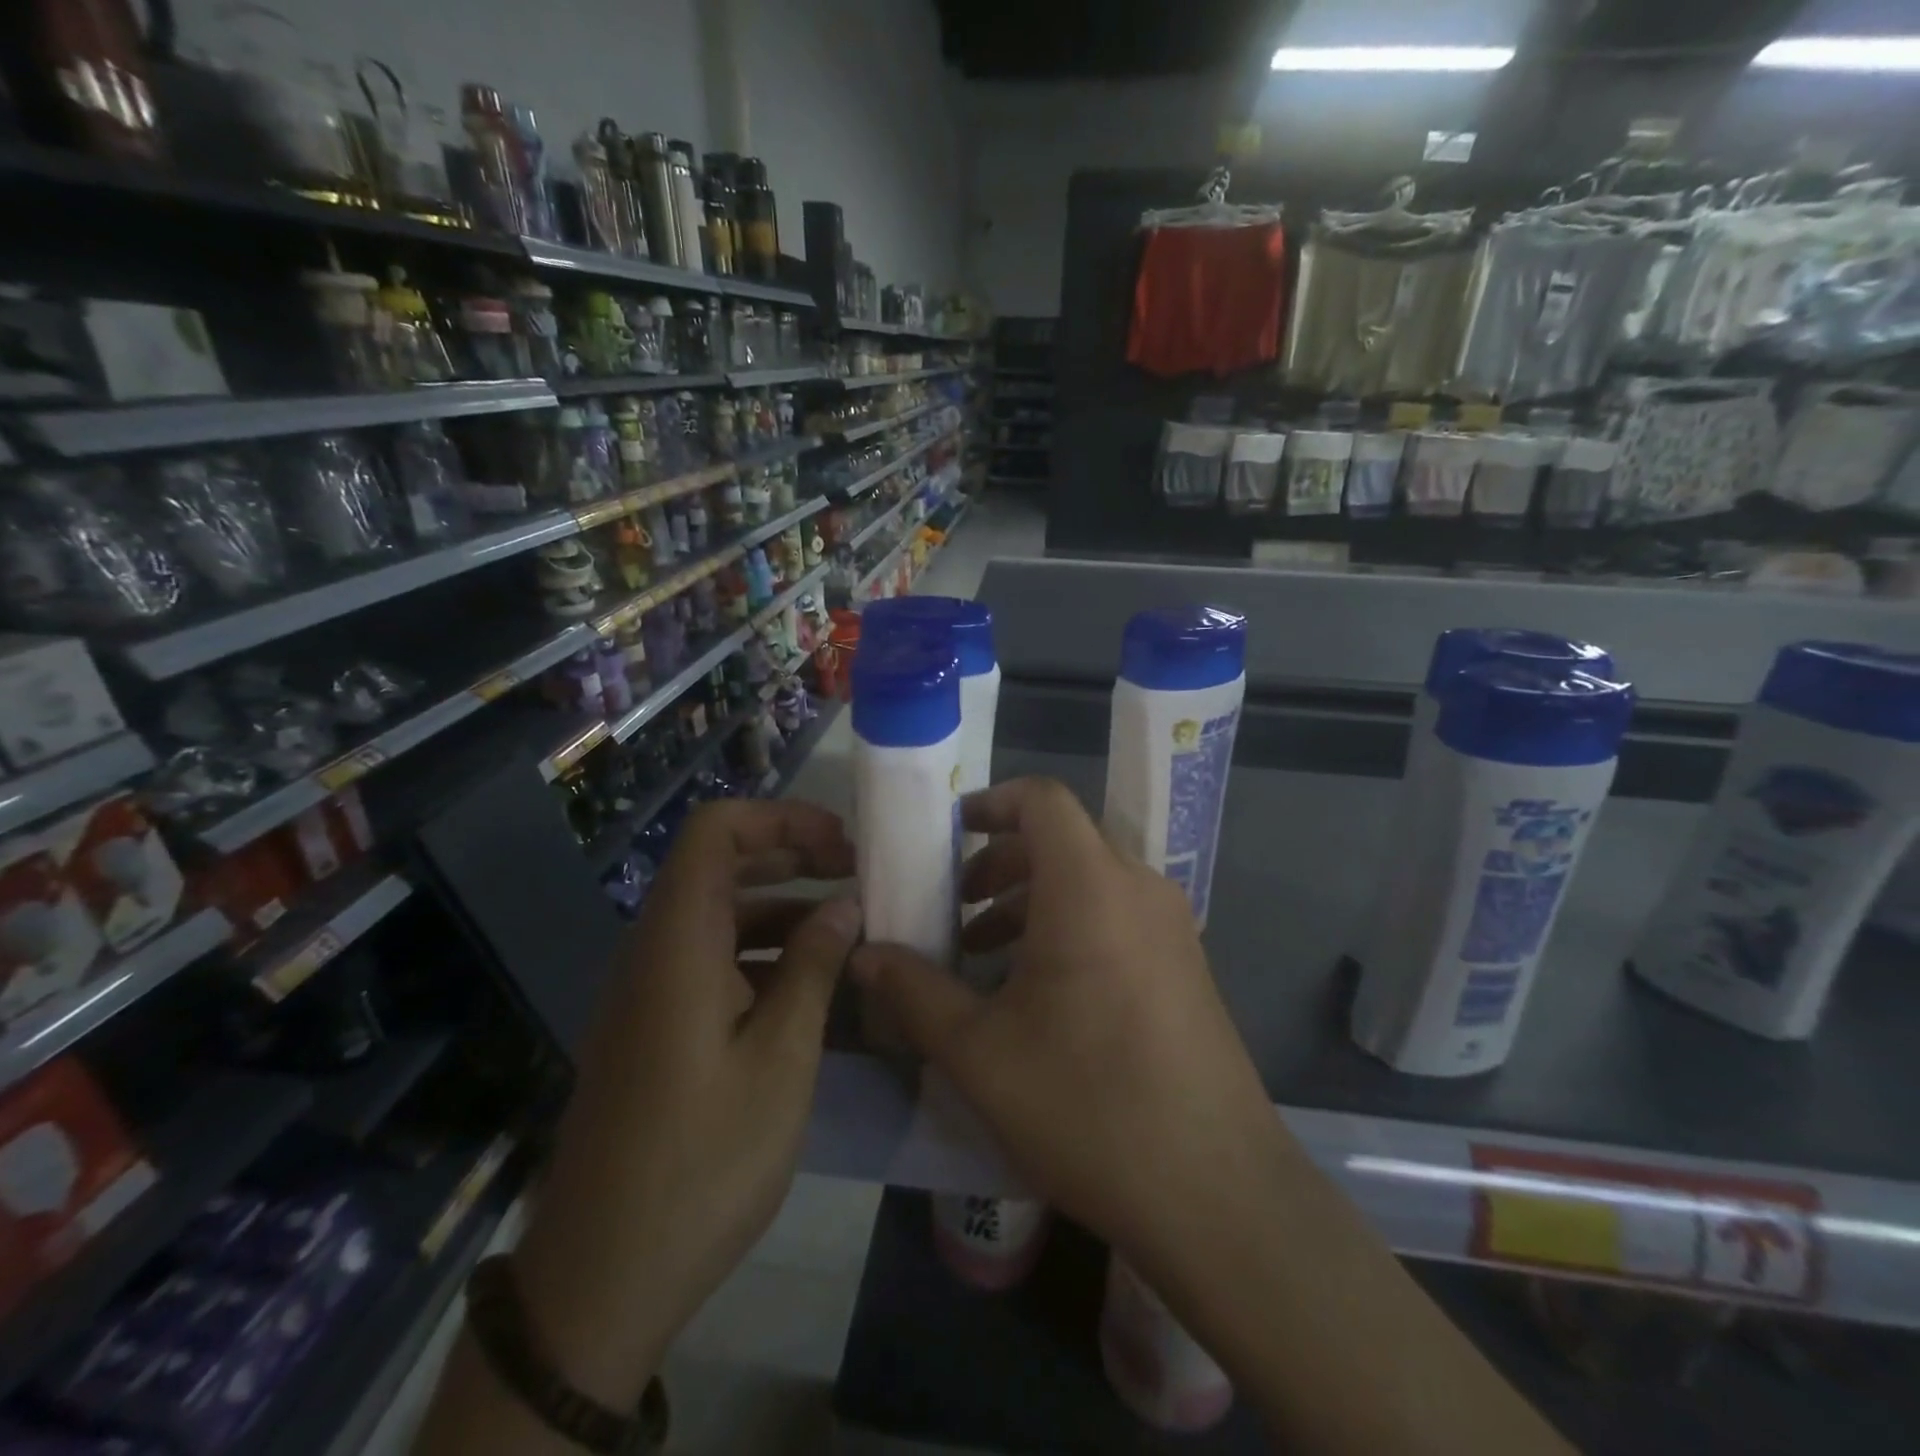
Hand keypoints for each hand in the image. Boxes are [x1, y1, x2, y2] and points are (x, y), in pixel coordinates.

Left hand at [512, 798, 859, 1408]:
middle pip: (719, 865)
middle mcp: (654, 952)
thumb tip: (845, 904)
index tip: (841, 843)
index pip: (715, 831)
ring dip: (782, 905)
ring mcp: (649, 992)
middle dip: (791, 855)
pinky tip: (811, 981)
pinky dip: (762, 952)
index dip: (779, 819)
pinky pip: (710, 960)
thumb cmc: (702, 1163)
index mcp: (678, 943)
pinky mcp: (655, 1028)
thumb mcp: (781, 1060)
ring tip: (849, 924)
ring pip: (718, 914)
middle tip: (857, 872)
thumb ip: (813, 968)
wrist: (600, 1282)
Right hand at [848, 777, 1279, 1265]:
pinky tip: (1038, 992)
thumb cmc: (1088, 1105)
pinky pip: (1116, 914)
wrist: (1217, 1193)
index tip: (946, 834)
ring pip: (1088, 879)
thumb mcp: (979, 1052)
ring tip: (984, 954)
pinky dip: (1068, 924)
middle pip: (1061, 839)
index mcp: (1090, 886)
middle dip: (998, 862)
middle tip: (954, 908)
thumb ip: (914, 992)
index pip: (1042, 799)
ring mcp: (1170, 926)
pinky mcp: (1185, 964)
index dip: (990, 802)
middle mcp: (1138, 888)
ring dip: (1030, 899)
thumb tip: (863, 956)